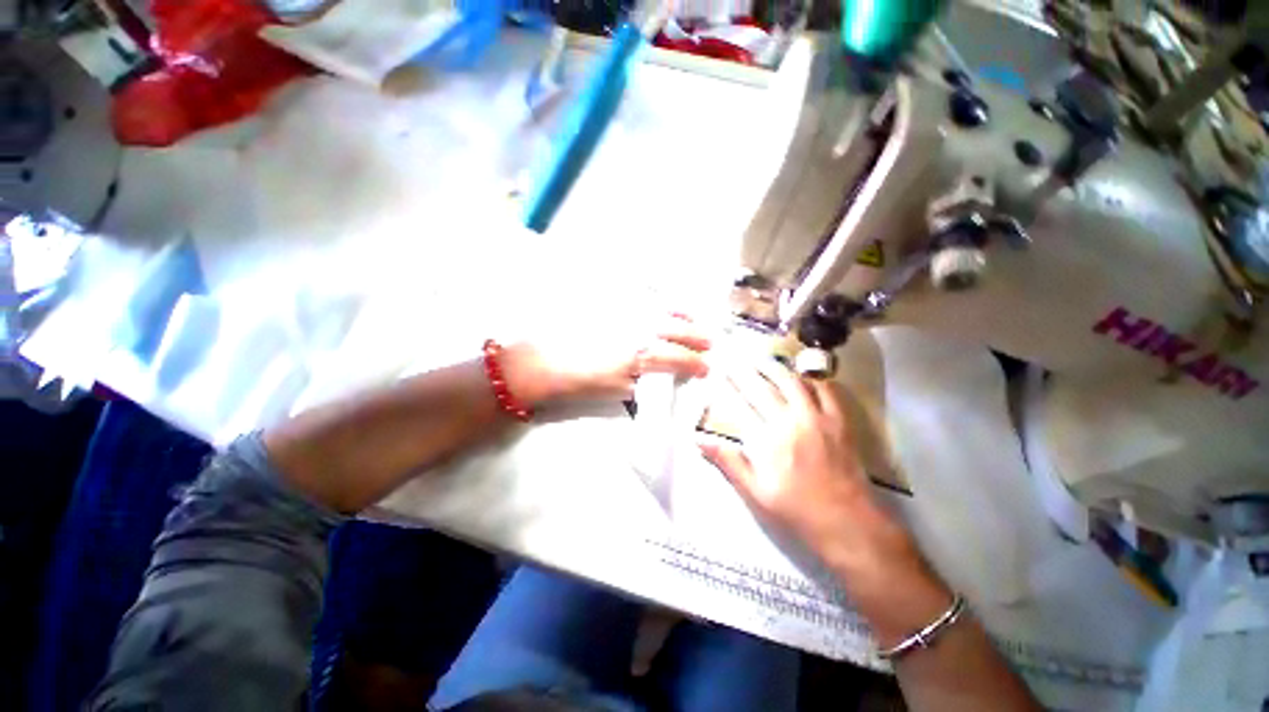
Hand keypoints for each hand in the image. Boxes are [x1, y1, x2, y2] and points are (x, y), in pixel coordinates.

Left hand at [505, 314, 710, 406]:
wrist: (544, 361)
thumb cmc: (580, 381)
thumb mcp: (616, 391)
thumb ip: (642, 383)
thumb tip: (659, 379)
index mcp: (641, 354)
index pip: (678, 358)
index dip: (696, 364)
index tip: (705, 369)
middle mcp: (639, 328)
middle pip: (677, 330)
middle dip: (697, 337)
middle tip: (709, 342)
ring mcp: (626, 313)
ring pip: (663, 309)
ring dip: (682, 316)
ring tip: (692, 320)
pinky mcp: (613, 304)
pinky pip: (642, 299)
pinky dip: (659, 303)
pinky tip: (665, 306)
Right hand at [700, 359, 936, 607]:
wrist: (847, 522)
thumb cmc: (795, 509)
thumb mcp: (754, 492)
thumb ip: (728, 462)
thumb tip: (699, 440)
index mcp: (766, 441)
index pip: (739, 405)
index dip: (726, 387)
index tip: (717, 373)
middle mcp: (789, 423)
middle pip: (762, 388)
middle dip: (744, 371)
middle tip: (733, 357)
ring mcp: (817, 419)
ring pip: (792, 382)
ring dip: (774, 367)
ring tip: (761, 358)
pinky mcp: (839, 421)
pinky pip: (825, 390)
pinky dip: (812, 379)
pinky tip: (802, 374)